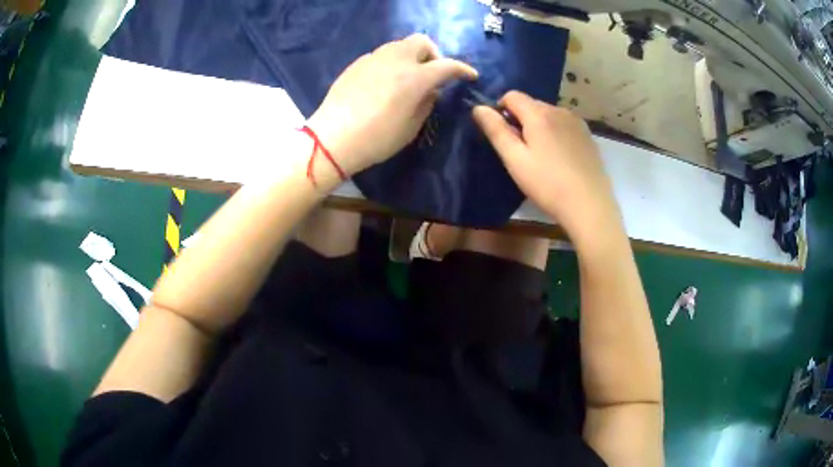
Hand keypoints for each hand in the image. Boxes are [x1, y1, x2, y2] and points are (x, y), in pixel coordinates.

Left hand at [307, 34, 477, 176]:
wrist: (332, 138)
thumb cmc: (376, 139)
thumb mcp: (411, 128)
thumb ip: (427, 104)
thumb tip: (432, 91)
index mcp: (415, 77)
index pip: (447, 65)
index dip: (463, 69)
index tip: (470, 75)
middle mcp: (396, 60)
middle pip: (421, 41)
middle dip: (433, 54)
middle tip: (431, 74)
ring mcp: (374, 59)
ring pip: (400, 45)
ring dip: (411, 56)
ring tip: (408, 77)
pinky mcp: (357, 64)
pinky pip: (381, 55)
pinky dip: (391, 62)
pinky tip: (385, 82)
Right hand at [472, 91, 620, 243]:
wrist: (590, 205)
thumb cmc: (548, 184)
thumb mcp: (515, 160)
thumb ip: (496, 130)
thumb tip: (478, 107)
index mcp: (539, 114)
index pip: (512, 95)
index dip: (500, 109)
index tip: (502, 134)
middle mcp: (559, 110)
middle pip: (531, 104)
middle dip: (521, 119)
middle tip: (521, 150)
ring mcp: (577, 122)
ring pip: (549, 114)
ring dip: (539, 126)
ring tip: (542, 156)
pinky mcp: (588, 136)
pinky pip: (564, 125)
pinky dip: (556, 133)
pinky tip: (560, 158)